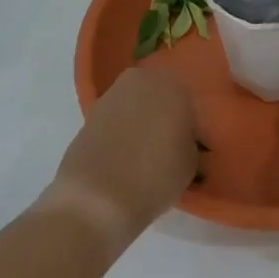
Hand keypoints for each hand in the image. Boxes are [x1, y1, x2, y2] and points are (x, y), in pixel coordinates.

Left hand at [46, 68, 198, 245]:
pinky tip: (123, 159)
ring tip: (144, 157)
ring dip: (140, 124)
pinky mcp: (87, 116)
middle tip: (168, 148)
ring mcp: (110, 95)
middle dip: (163, 117)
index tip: (190, 146)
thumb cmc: (156, 174)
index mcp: (172, 84)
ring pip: (134, 107)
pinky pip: (114, 122)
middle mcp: (141, 80)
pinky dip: (120, 135)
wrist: (97, 197)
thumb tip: (182, 141)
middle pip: (158, 97)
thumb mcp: (191, 163)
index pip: (188, 101)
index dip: (189, 125)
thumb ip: (190, 143)